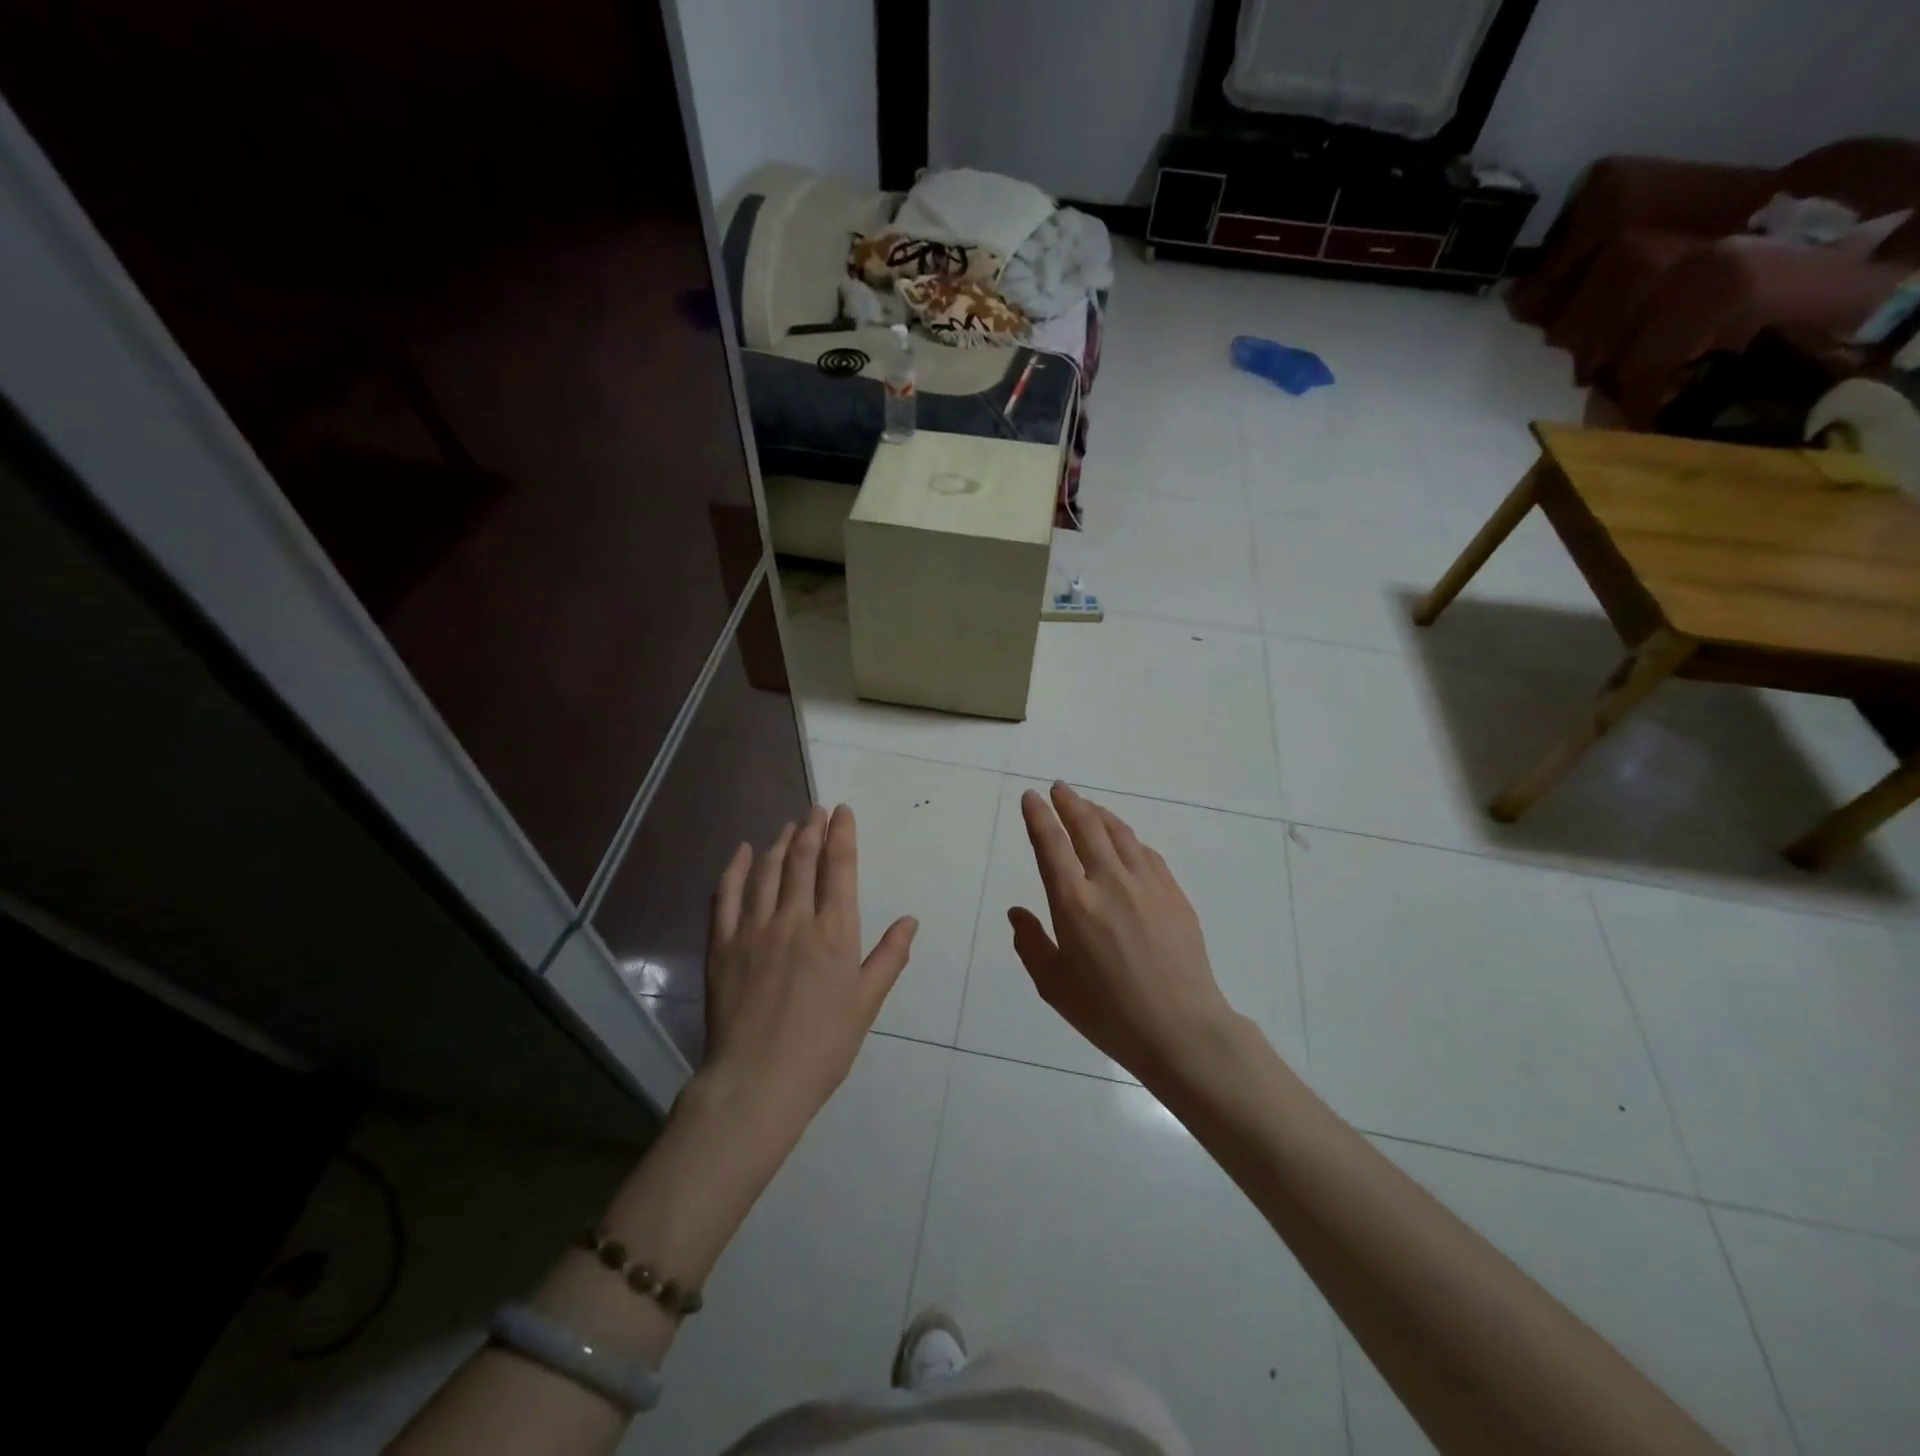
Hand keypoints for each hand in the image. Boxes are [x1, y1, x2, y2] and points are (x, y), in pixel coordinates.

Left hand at [697, 805, 917, 1142]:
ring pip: (768, 871)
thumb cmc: (822, 1047)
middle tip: (816, 808)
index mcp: (834, 933)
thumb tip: (910, 920)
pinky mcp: (722, 945)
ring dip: (781, 842)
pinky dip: (736, 868)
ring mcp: (754, 929)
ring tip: (789, 825)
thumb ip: (889, 958)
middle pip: (804, 860)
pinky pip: (727, 896)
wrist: (757, 1082)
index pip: (840, 868)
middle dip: (812, 828)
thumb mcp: (866, 1004)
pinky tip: (743, 851)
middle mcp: (794, 919)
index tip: (842, 812)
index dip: (842, 834)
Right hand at [1009, 783, 1238, 1079]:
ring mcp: (1146, 884)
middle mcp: (1109, 881)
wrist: (1181, 1028)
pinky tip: (1124, 841)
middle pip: (1087, 826)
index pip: (1051, 844)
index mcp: (1074, 903)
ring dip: (1098, 813)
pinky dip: (1127, 837)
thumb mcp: (1054, 986)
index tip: (1031, 797)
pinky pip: (1145, 852)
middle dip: (1069, 802)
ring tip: (1087, 806)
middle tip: (1058, 788)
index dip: (1038, 816)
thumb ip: (1030, 943)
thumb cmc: (1109, 1013)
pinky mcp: (1173, 893)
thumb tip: (1017, 912)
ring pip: (1119, 832)